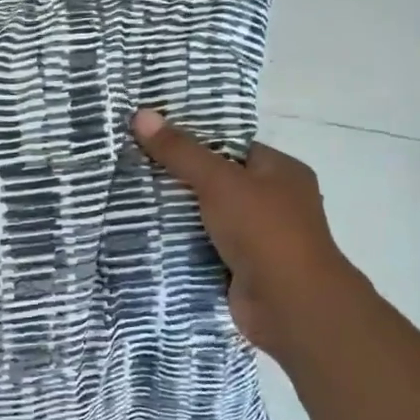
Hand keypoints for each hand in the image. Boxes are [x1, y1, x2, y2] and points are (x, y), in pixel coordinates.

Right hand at [132, 109, 365, 357]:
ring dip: (176, 214)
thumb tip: (141, 114)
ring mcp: (259, 238)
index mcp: (281, 171)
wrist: (290, 304)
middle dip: (178, 179)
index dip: (193, 140)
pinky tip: (145, 235)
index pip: (231, 146)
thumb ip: (180, 151)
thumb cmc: (264, 230)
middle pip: (217, 181)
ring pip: (207, 217)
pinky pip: (204, 247)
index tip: (152, 138)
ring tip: (129, 198)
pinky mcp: (241, 267)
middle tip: (132, 167)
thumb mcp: (218, 181)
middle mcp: (274, 201)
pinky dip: (181, 244)